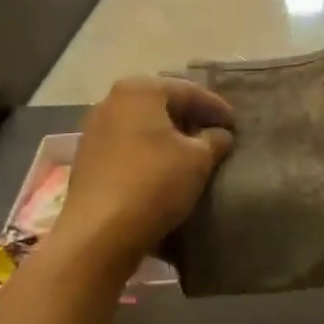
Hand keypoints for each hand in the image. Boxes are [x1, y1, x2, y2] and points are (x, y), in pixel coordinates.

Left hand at [55, 77, 235, 271]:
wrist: (98, 233)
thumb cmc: (154, 183)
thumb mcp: (198, 159)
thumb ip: (214, 140)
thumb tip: (220, 134)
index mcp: (140, 90)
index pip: (188, 92)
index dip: (216, 108)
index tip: (235, 124)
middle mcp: (112, 101)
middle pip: (162, 106)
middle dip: (190, 120)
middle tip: (216, 136)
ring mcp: (95, 130)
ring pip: (143, 127)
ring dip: (168, 138)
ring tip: (193, 155)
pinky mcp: (87, 159)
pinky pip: (128, 147)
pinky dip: (149, 154)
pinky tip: (164, 170)